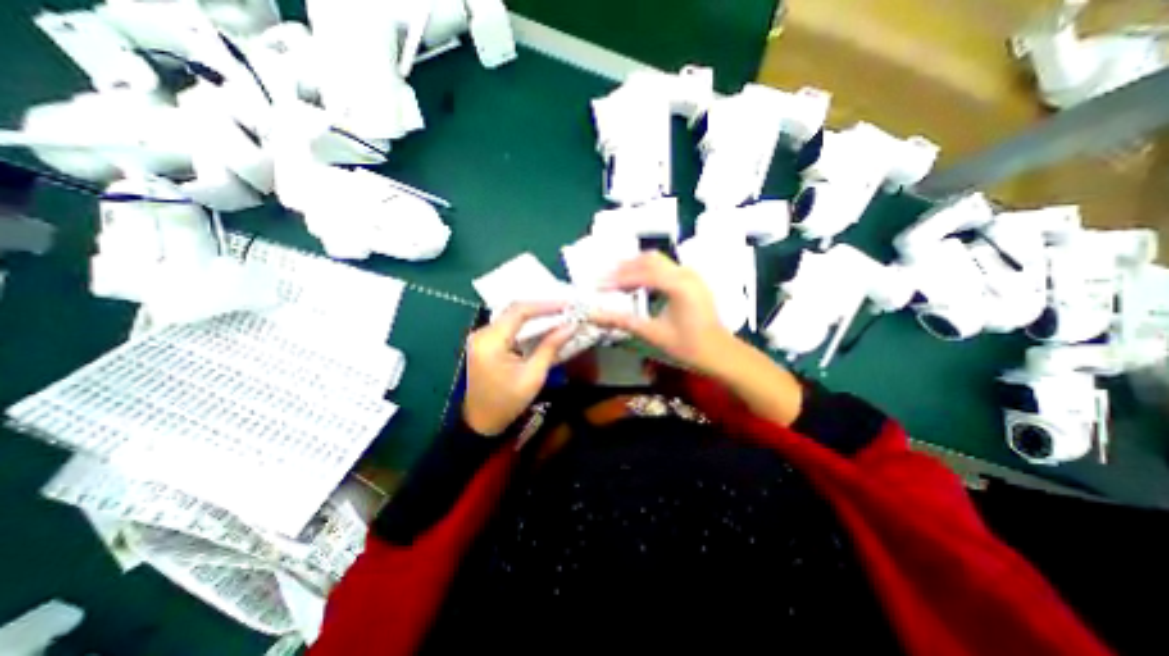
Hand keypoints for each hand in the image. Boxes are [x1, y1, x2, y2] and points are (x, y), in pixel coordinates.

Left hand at [465, 304, 575, 436]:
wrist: (481, 423)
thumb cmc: (508, 403)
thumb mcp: (533, 376)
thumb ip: (550, 347)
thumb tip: (570, 326)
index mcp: (491, 341)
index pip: (519, 311)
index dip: (545, 305)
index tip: (567, 305)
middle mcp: (482, 333)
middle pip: (514, 310)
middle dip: (542, 307)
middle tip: (566, 308)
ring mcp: (481, 337)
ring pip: (511, 315)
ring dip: (535, 314)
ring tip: (559, 314)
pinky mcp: (485, 342)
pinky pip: (508, 325)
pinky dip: (526, 324)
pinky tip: (542, 325)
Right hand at [595, 251, 728, 374]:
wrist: (719, 353)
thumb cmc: (688, 346)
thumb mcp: (652, 334)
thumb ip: (621, 321)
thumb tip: (593, 316)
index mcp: (678, 285)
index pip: (641, 274)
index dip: (617, 279)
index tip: (598, 287)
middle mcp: (685, 273)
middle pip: (649, 259)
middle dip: (624, 268)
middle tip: (604, 279)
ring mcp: (691, 274)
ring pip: (657, 261)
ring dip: (635, 267)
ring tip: (616, 280)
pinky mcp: (691, 280)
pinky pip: (665, 268)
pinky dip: (647, 272)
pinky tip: (637, 285)